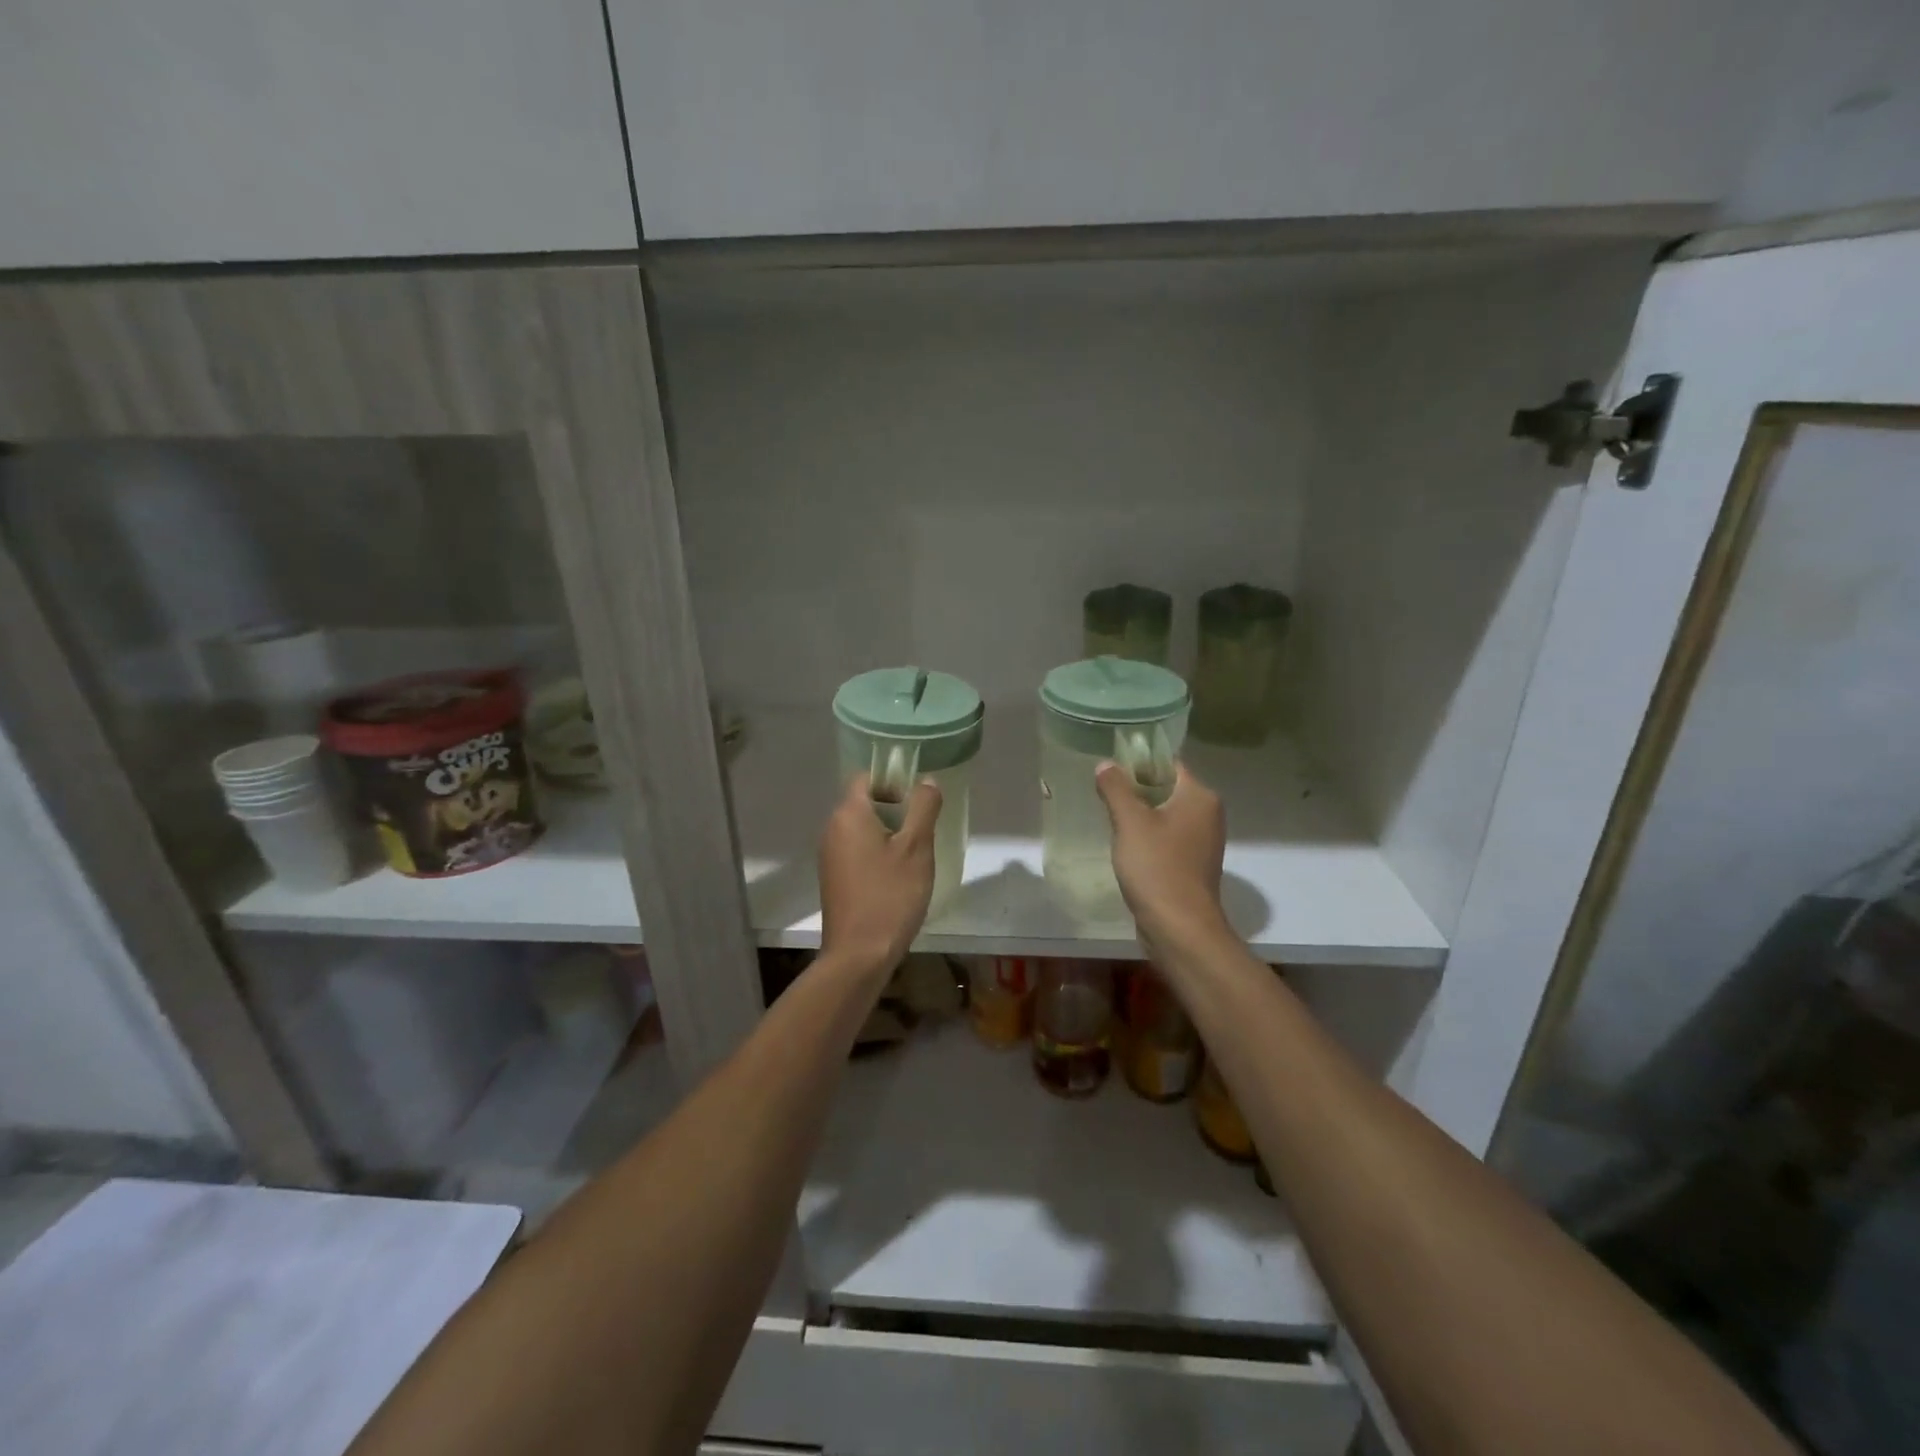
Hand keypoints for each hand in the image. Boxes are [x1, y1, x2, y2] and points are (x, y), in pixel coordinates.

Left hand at [818, 772, 942, 974]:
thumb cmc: (890, 895)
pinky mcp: (833, 878)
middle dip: (894, 810)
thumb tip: (926, 781)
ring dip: (887, 834)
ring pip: (861, 829)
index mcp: (848, 814)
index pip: (866, 778)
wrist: (859, 955)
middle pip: (864, 803)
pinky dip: (876, 854)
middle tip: (921, 831)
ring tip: (913, 857)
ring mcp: (829, 855)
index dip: (893, 782)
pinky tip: (896, 878)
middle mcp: (832, 829)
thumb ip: (923, 808)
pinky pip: (856, 851)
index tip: (917, 803)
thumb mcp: (916, 848)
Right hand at [1095, 760, 1228, 952]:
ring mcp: (1203, 842)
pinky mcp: (1193, 866)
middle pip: (1167, 788)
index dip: (1139, 762)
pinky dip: (1149, 838)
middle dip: (1136, 789)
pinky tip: (1126, 847)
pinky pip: (1168, 839)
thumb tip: (1106, 764)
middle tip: (1104, 794)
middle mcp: (1208, 814)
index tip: (1111, 768)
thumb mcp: (1130, 821)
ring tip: (1111, 819)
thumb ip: (1116, 788)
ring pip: (1166, 815)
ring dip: (1140, 816)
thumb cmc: (1157, 867)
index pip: (1169, 764)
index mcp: (1200, 796)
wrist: (1180, 928)